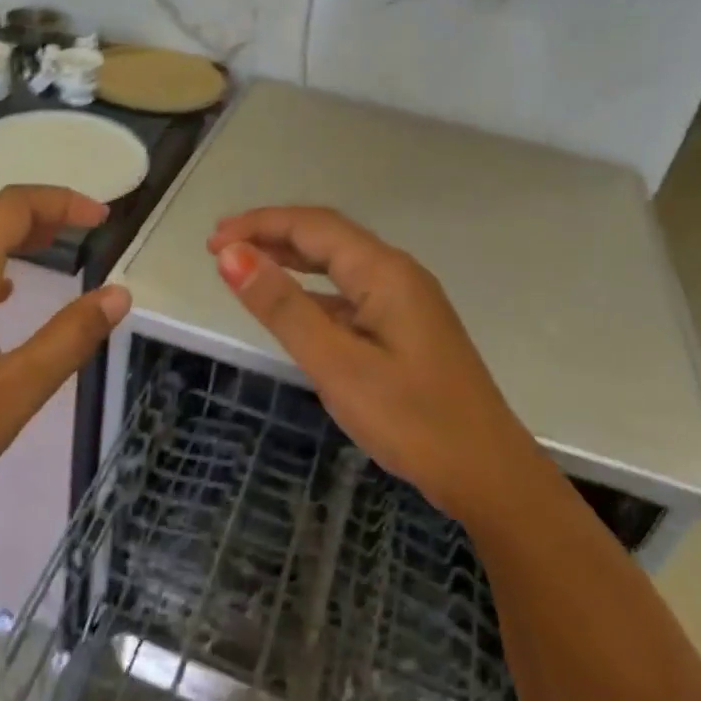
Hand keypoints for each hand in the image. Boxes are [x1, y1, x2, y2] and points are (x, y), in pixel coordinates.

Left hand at [0, 187, 128, 637]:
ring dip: (10, 242)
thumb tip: (119, 294)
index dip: (61, 202)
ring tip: (52, 254)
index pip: (11, 207)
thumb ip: (70, 336)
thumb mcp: (15, 393)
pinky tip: (1, 298)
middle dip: (40, 218)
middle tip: (86, 233)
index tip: (102, 219)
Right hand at [209, 207, 523, 524]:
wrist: (488, 475)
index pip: (312, 226)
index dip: (260, 224)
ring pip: (339, 265)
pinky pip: (350, 294)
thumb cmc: (412, 419)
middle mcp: (397, 274)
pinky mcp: (406, 329)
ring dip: (291, 259)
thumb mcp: (336, 364)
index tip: (212, 242)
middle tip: (221, 248)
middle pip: (327, 237)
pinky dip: (314, 292)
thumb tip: (231, 255)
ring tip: (246, 266)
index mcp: (384, 272)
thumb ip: (283, 306)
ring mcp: (405, 302)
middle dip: (272, 234)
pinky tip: (294, 309)